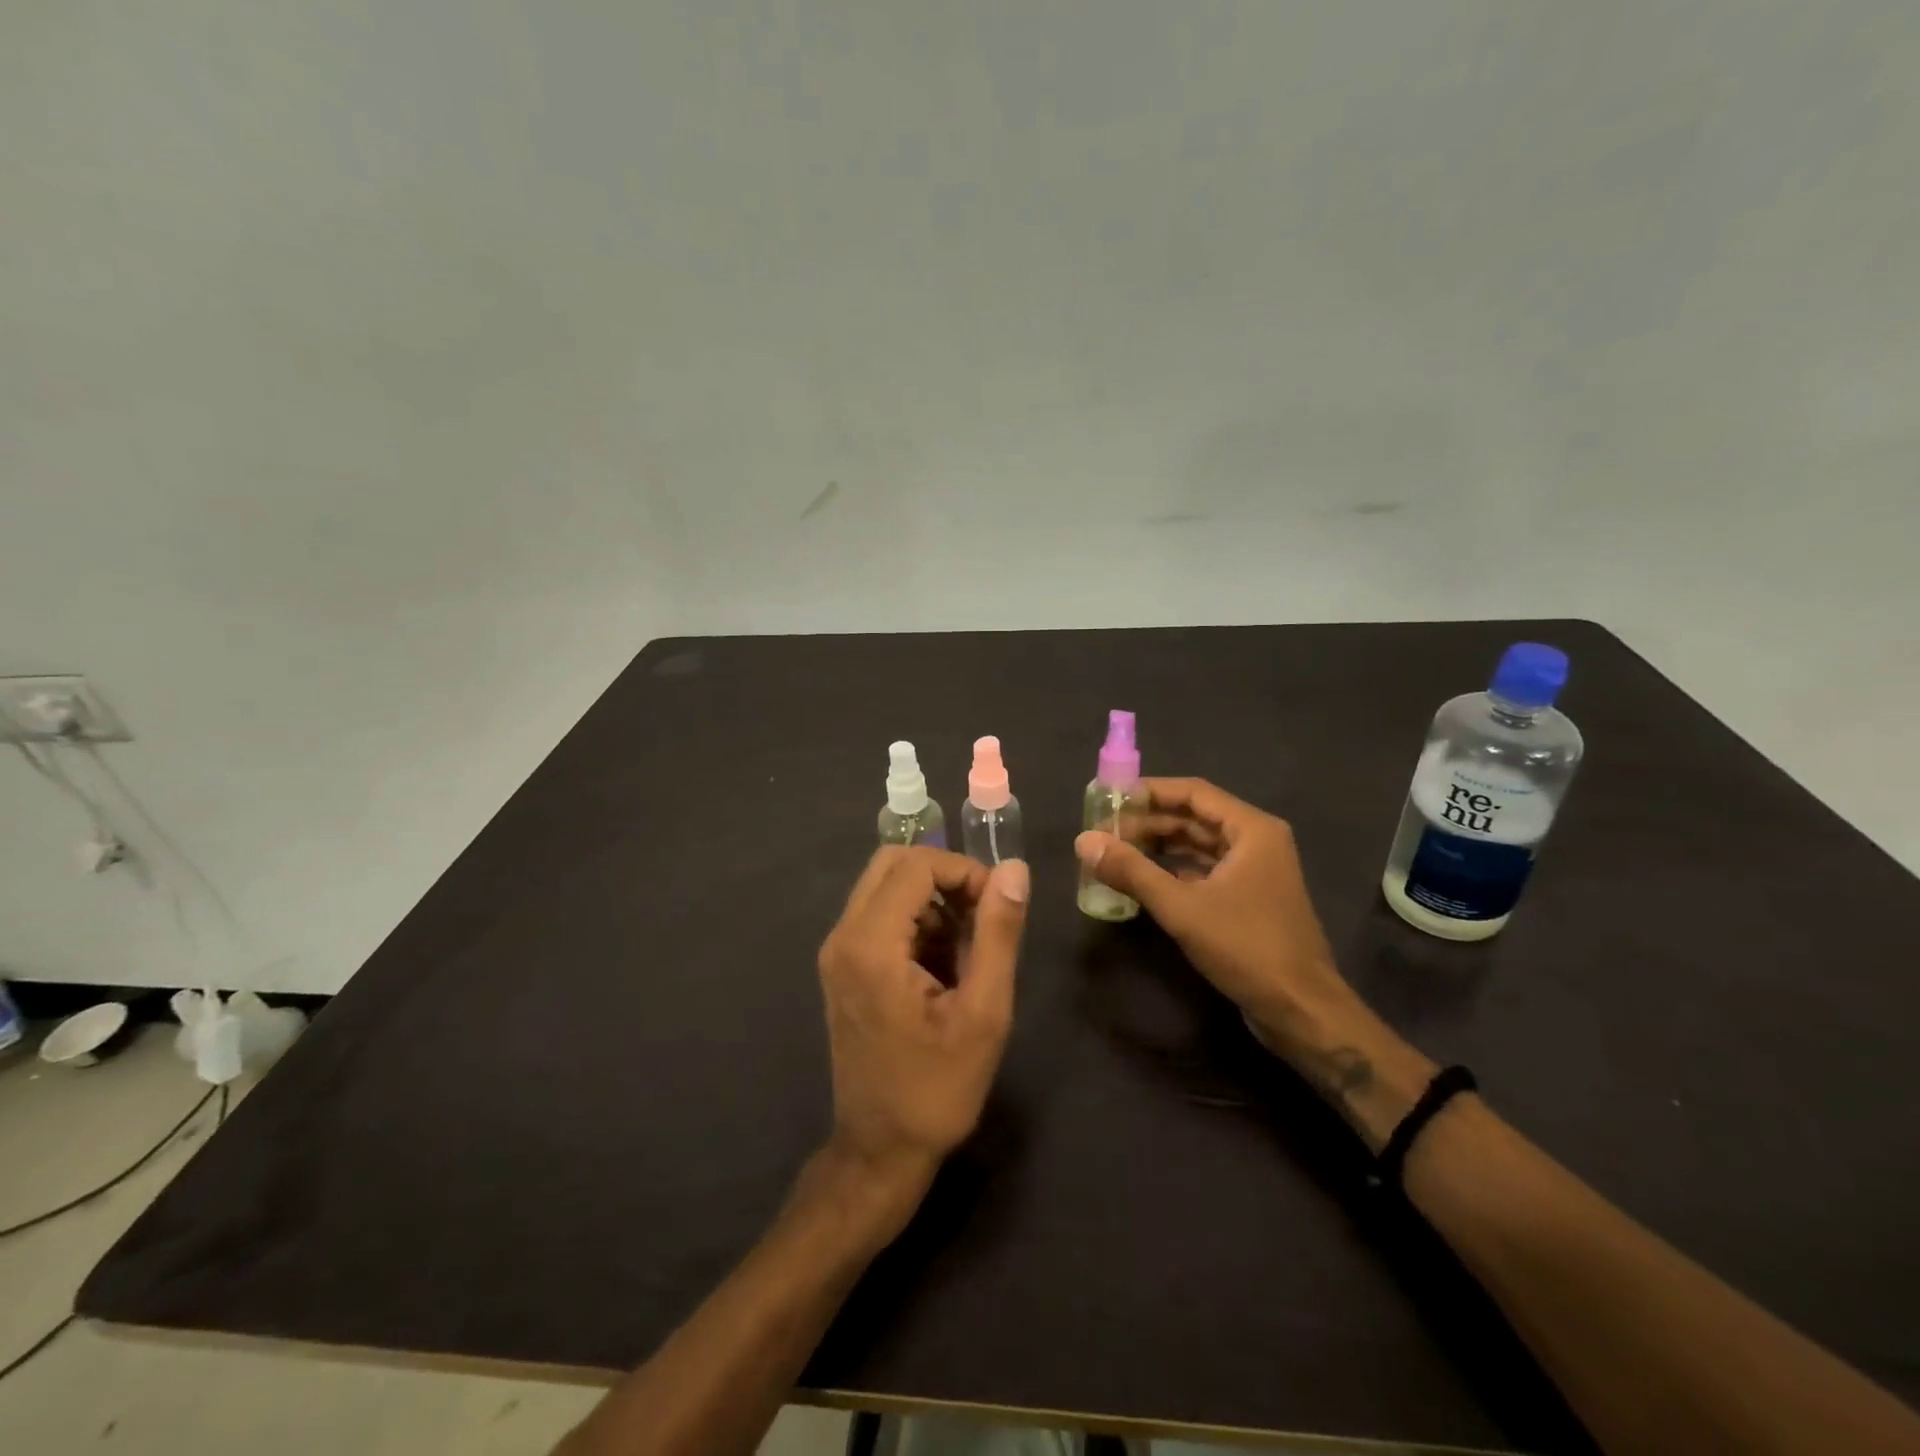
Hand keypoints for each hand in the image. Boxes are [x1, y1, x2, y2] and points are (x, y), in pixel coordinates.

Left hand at [817, 846, 1028, 1196]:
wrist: (881, 1152)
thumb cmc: (937, 1088)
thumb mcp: (984, 1012)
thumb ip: (998, 933)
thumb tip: (1014, 869)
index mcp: (870, 944)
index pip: (916, 864)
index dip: (964, 871)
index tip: (998, 905)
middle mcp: (842, 936)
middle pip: (893, 863)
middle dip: (945, 877)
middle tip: (984, 914)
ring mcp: (837, 952)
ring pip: (885, 886)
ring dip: (931, 899)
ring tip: (970, 945)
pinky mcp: (842, 967)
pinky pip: (879, 915)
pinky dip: (916, 920)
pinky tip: (944, 964)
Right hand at [1075, 778, 1348, 1035]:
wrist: (1301, 1010)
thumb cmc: (1246, 947)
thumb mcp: (1182, 908)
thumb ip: (1132, 871)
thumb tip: (1083, 841)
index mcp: (1252, 830)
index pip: (1193, 792)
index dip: (1150, 792)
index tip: (1109, 799)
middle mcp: (1257, 841)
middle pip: (1194, 818)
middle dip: (1149, 823)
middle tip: (1104, 833)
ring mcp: (1255, 871)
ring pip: (1198, 845)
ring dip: (1159, 847)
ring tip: (1115, 854)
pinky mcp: (1249, 898)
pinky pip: (1205, 870)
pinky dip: (1174, 871)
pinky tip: (1142, 880)